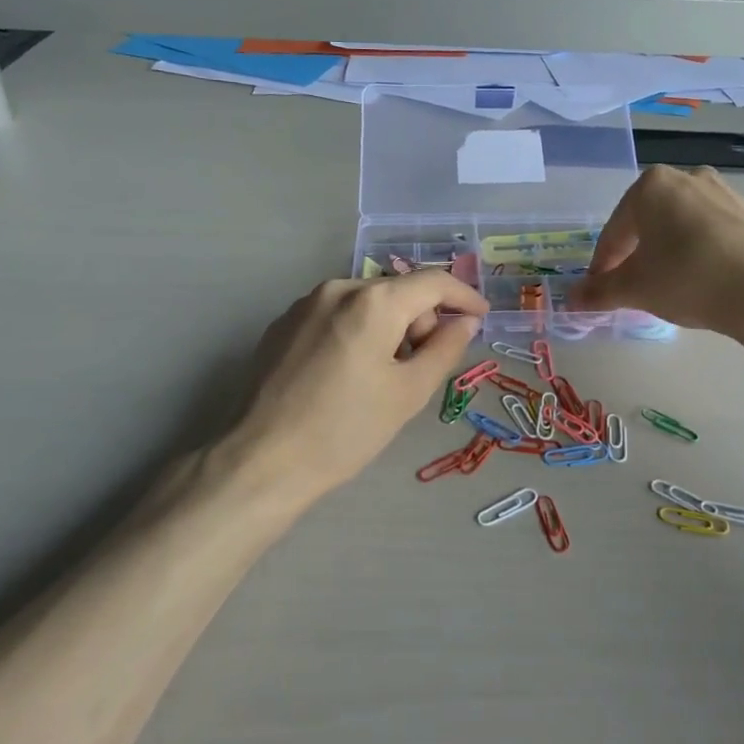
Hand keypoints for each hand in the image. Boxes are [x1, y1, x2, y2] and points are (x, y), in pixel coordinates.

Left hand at [212, 272, 488, 509]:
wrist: (263, 460)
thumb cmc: (345, 429)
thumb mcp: (408, 393)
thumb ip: (445, 349)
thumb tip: (465, 322)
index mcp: (373, 302)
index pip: (433, 282)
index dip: (463, 296)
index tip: (480, 318)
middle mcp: (337, 288)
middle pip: (398, 292)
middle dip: (420, 321)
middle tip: (420, 368)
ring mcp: (304, 304)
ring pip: (366, 303)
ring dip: (388, 328)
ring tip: (381, 377)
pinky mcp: (282, 324)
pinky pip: (336, 315)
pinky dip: (356, 332)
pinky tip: (346, 375)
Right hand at [568, 165, 743, 338]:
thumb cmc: (688, 278)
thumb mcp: (635, 289)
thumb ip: (600, 291)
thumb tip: (572, 298)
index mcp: (650, 186)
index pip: (614, 232)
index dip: (602, 266)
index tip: (599, 291)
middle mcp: (686, 177)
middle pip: (646, 223)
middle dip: (634, 255)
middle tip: (631, 288)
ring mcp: (722, 191)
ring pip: (678, 225)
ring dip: (665, 253)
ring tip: (666, 286)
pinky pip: (707, 231)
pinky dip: (695, 252)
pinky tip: (699, 280)